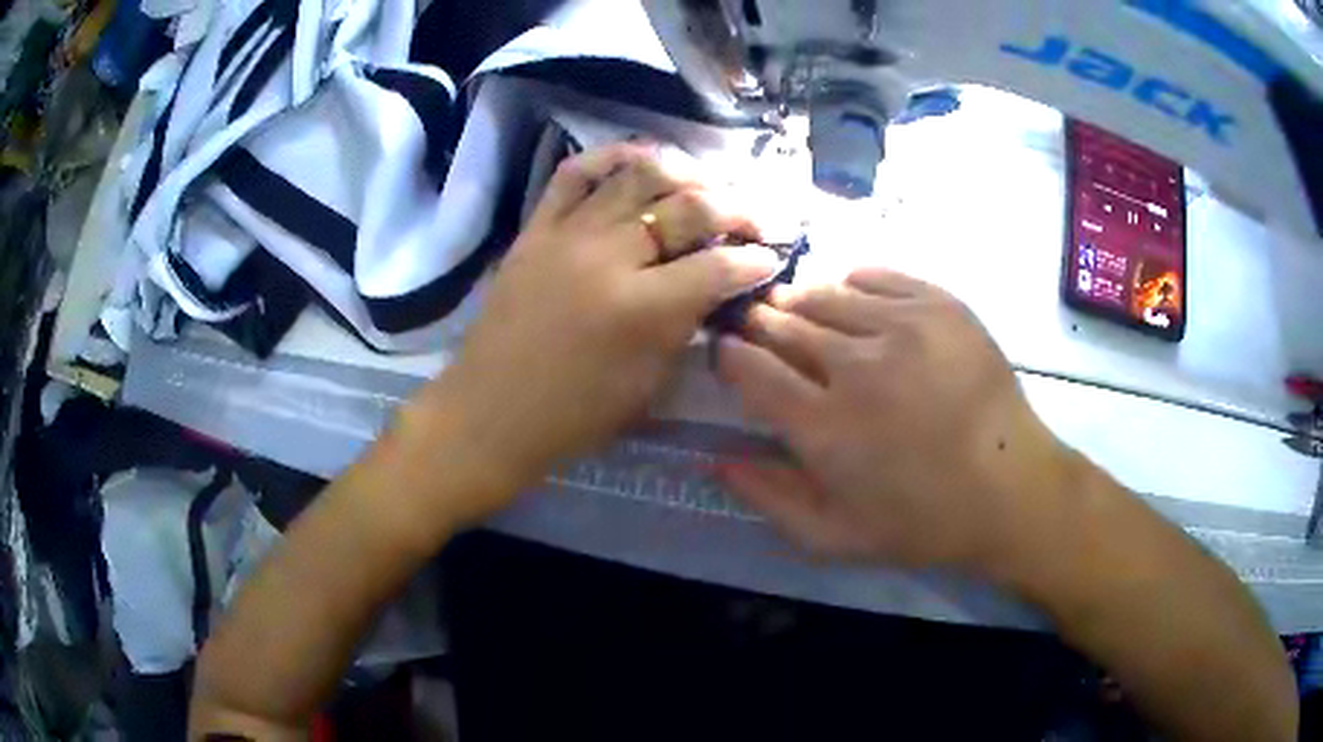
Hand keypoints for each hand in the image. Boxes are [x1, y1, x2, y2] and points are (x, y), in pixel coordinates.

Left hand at [399, 143, 781, 525]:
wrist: (491, 413)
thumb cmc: (574, 416)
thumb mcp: (648, 384)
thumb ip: (686, 325)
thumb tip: (717, 286)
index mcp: (642, 309)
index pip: (718, 267)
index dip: (755, 260)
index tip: (771, 258)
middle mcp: (608, 257)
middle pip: (688, 207)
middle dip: (737, 209)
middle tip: (755, 220)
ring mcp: (568, 234)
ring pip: (638, 174)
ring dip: (686, 172)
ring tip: (708, 185)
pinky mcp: (536, 228)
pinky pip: (575, 173)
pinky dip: (611, 156)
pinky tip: (639, 160)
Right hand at [716, 267, 1077, 573]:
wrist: (1011, 489)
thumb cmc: (922, 521)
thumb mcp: (834, 537)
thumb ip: (768, 497)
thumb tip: (713, 457)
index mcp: (824, 428)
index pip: (750, 369)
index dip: (730, 355)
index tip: (728, 354)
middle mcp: (857, 367)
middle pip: (783, 323)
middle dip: (759, 324)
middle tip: (758, 328)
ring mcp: (903, 326)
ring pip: (825, 293)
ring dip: (801, 301)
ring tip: (799, 311)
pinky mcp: (939, 304)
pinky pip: (875, 275)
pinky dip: (851, 283)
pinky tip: (851, 298)